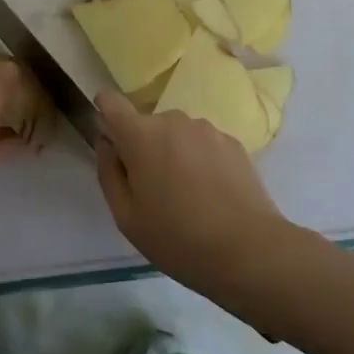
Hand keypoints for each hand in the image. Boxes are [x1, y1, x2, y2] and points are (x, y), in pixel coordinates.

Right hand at [96, 93, 289, 288]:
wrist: (249, 250)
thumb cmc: (177, 238)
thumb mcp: (126, 216)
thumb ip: (108, 171)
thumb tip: (107, 143)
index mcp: (141, 135)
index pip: (111, 102)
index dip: (105, 114)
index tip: (110, 139)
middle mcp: (173, 120)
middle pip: (146, 125)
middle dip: (142, 147)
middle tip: (152, 190)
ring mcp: (207, 129)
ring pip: (176, 134)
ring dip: (173, 153)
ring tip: (186, 195)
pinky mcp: (233, 142)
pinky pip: (203, 144)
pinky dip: (199, 160)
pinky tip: (211, 194)